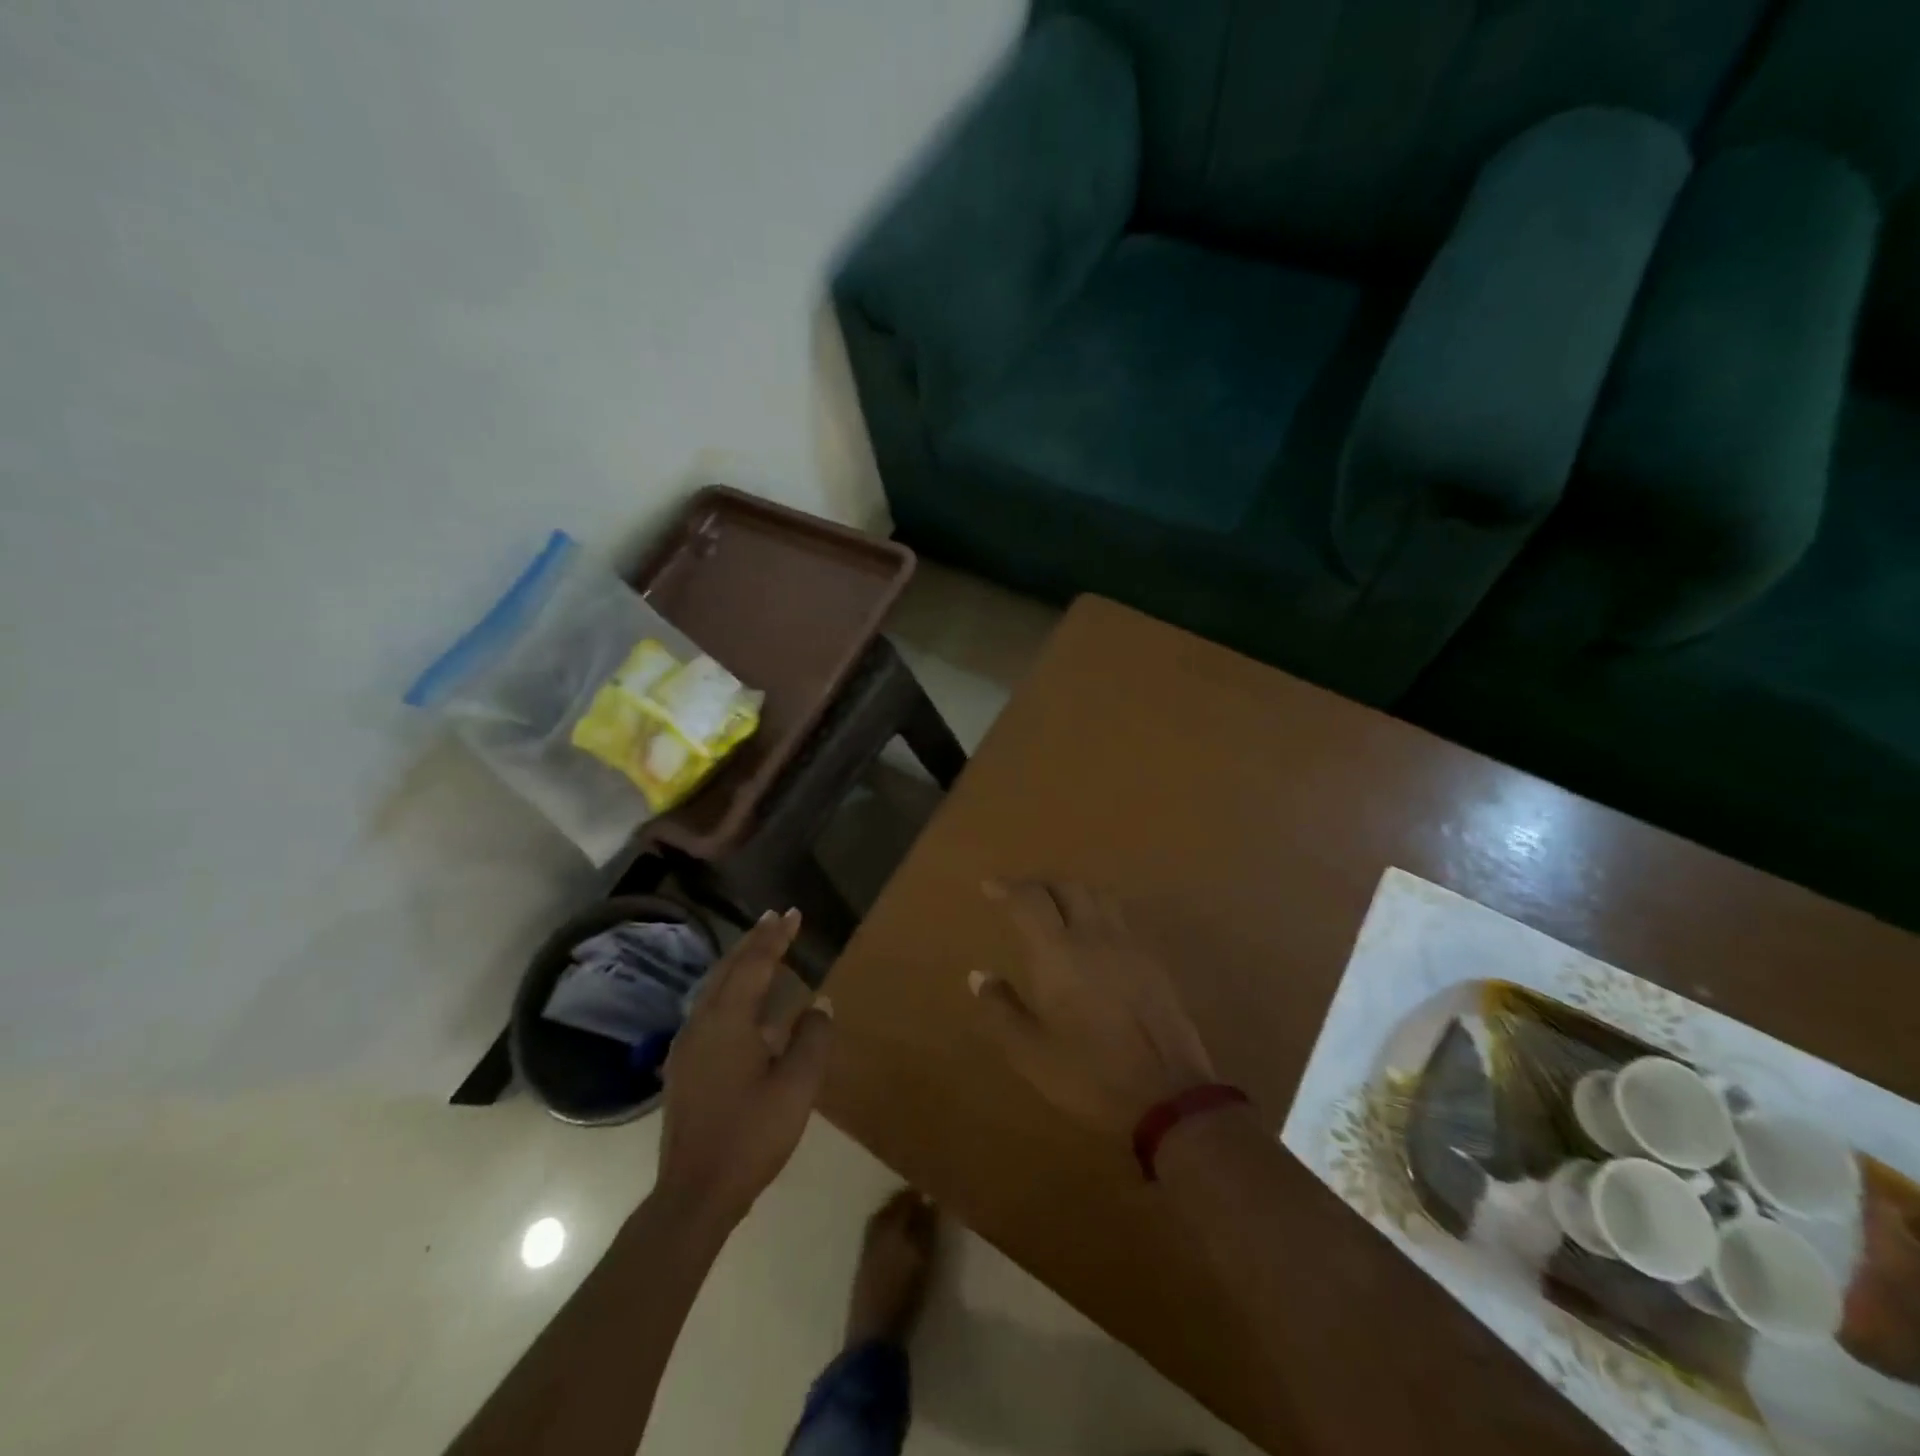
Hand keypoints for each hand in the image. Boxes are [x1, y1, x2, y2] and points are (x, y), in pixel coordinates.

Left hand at [657, 909, 833, 1226]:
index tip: (793, 913)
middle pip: (728, 968)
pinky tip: (740, 999)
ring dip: (739, 962)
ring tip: (760, 946)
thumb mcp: (797, 1087)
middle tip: (775, 918)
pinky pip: (709, 1007)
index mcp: (728, 1022)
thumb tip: (819, 1003)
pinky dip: (729, 987)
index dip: (775, 937)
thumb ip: (812, 1039)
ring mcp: (687, 1045)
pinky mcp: (684, 1065)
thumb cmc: (751, 1136)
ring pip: (714, 987)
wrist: (694, 1194)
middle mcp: (702, 1023)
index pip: (754, 964)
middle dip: (754, 940)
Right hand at [970, 880, 1214, 1137]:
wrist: (1167, 1094)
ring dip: (1072, 891)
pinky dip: (1098, 911)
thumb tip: (979, 975)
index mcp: (1057, 953)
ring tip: (1057, 906)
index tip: (989, 886)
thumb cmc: (1089, 1074)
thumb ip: (1001, 1009)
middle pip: (1067, 888)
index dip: (1006, 888)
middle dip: (1040, 885)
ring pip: (1098, 896)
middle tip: (1021, 896)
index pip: (1029, 900)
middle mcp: (1093, 936)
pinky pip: (1120, 918)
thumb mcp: (1030, 1052)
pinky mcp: (1152, 961)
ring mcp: (1128, 945)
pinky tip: (1094, 936)